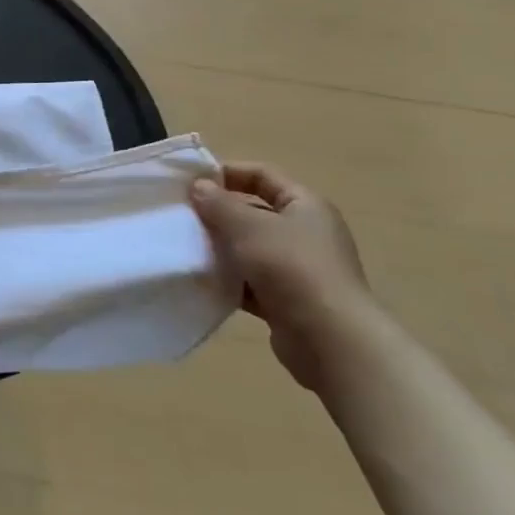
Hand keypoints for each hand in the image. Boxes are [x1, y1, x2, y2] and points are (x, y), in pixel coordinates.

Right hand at [190, 162, 369, 392]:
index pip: (263, 175)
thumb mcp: (249, 226)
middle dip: (219, 213)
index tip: (191, 181)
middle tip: (183, 216)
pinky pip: (252, 282)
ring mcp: (299, 270)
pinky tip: (203, 281)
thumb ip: (219, 203)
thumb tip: (199, 186)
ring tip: (187, 247)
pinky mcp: (289, 301)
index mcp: (306, 206)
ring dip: (222, 248)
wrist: (330, 341)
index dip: (228, 173)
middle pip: (256, 212)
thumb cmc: (292, 267)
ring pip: (251, 249)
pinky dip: (230, 280)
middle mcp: (306, 233)